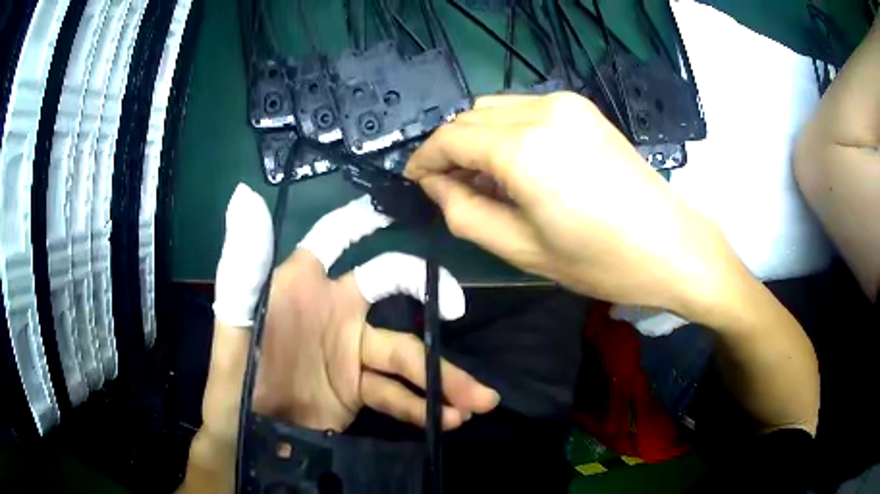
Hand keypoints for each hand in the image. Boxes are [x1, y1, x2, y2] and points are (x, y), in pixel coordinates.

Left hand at [253, 197, 498, 431]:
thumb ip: (242, 267)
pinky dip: (423, 407)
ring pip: (405, 354)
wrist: (248, 435)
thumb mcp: (234, 325)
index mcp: (301, 286)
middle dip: (431, 295)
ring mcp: (350, 353)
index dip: (364, 219)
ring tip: (477, 400)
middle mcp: (333, 310)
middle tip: (459, 309)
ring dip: (441, 377)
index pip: (335, 237)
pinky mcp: (359, 391)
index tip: (401, 209)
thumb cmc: (235, 376)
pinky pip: (397, 395)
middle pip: (392, 292)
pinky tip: (449, 419)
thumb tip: (244, 197)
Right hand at [405, 92, 744, 317]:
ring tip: (482, 179)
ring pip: (495, 108)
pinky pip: (524, 109)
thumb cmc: (601, 261)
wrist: (672, 246)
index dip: (424, 158)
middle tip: (448, 186)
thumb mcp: (522, 250)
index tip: (414, 180)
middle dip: (449, 148)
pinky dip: (505, 131)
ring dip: (477, 137)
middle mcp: (542, 110)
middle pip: (470, 116)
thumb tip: (436, 184)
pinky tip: (516, 163)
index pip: (450, 137)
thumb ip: (465, 212)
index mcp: (524, 149)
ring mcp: (566, 104)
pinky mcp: (583, 109)